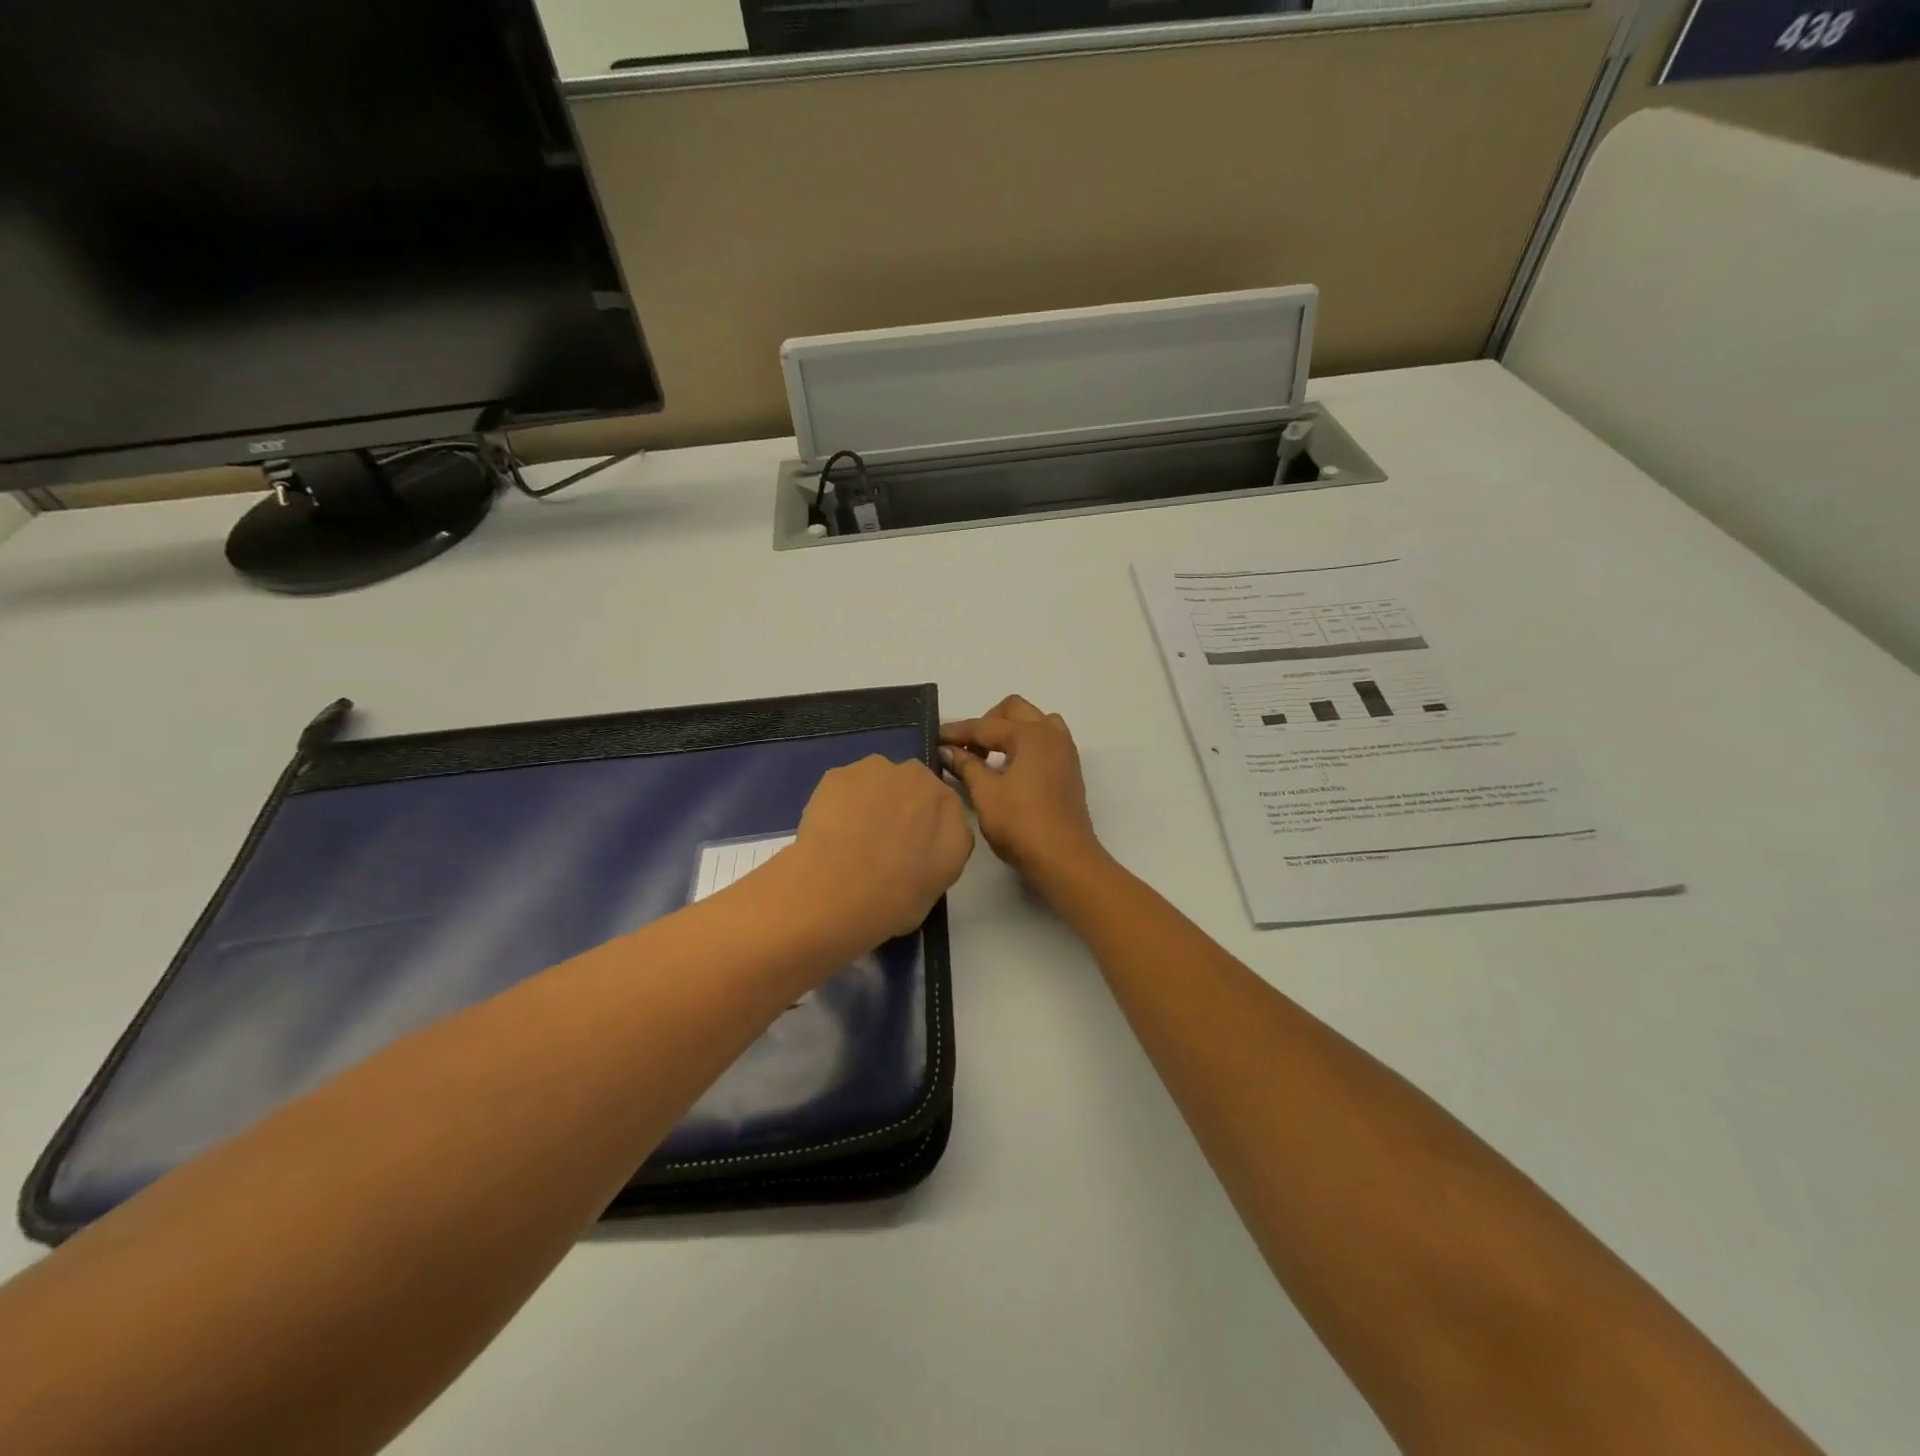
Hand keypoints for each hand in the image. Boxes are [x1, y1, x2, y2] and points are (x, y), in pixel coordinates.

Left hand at [787, 756, 974, 942]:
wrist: (834, 895)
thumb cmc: (895, 899)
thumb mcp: (941, 882)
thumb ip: (945, 847)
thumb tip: (929, 837)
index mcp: (948, 803)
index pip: (942, 807)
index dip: (925, 828)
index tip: (911, 850)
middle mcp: (918, 776)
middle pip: (910, 786)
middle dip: (900, 806)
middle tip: (882, 844)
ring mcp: (874, 770)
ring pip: (877, 782)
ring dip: (869, 800)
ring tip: (850, 839)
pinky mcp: (837, 774)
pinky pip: (845, 787)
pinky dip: (840, 803)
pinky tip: (828, 832)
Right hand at [941, 697, 1103, 882]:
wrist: (1064, 858)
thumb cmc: (1021, 824)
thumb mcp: (986, 794)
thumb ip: (967, 766)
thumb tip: (948, 750)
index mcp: (1030, 734)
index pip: (985, 726)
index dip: (957, 732)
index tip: (936, 737)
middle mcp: (1051, 734)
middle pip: (1014, 710)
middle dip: (986, 723)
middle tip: (967, 748)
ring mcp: (1065, 751)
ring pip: (1035, 721)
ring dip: (1010, 730)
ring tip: (990, 755)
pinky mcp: (1069, 769)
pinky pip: (1046, 740)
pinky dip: (1025, 743)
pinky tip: (1010, 768)